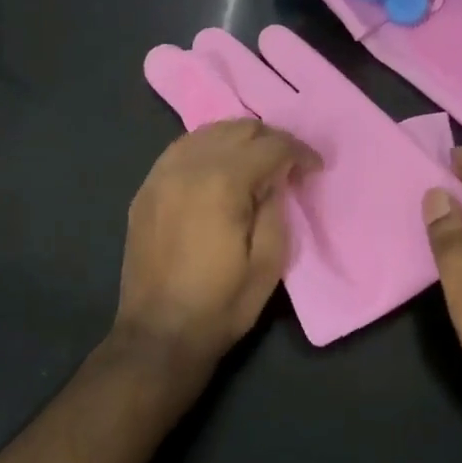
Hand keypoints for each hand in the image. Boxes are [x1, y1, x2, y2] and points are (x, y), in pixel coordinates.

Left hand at [116, 119, 319, 369]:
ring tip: (255, 163)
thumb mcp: (268, 263)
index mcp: (222, 182)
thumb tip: (276, 178)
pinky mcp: (146, 190)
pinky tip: (218, 169)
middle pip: (237, 128)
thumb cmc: (220, 304)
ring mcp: (160, 175)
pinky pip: (180, 150)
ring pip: (206, 132)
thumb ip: (276, 208)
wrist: (158, 334)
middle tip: (288, 165)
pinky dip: (206, 149)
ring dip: (237, 140)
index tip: (315, 169)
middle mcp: (188, 166)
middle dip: (270, 140)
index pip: (270, 145)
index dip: (300, 152)